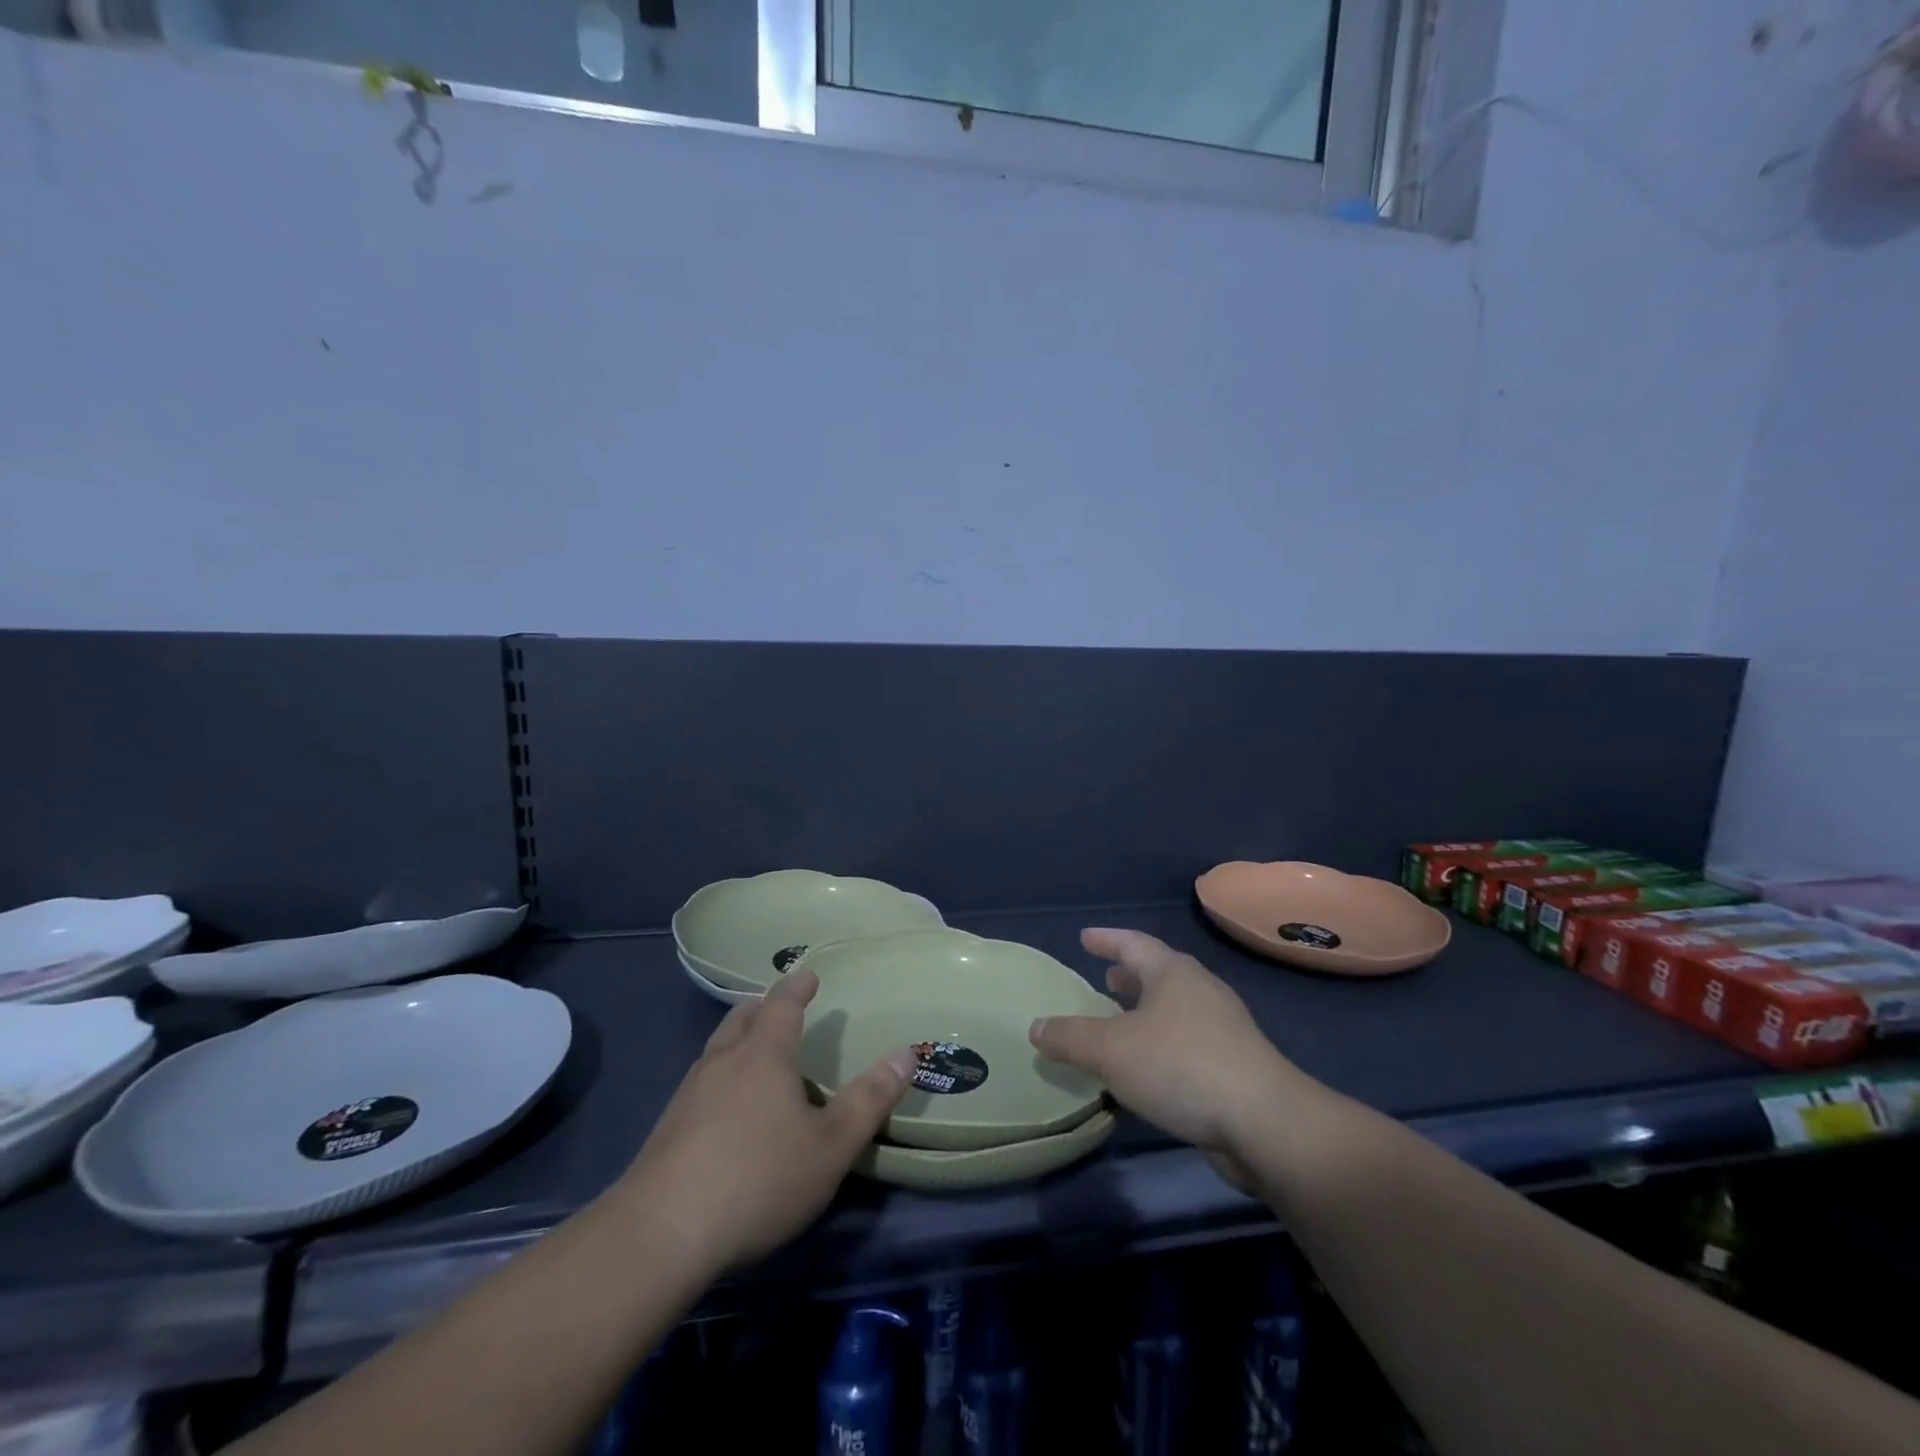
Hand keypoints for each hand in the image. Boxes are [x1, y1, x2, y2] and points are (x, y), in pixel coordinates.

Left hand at [618, 968, 913, 1272]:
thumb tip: (907, 1053)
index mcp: (763, 1055)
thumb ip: (870, 1099)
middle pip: (740, 1019)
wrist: (660, 1235)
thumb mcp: (830, 1145)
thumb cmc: (758, 1178)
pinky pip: (700, 1084)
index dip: (798, 986)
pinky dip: (720, 1078)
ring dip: (737, 1041)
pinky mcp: (666, 1131)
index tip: (809, 974)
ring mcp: (688, 1095)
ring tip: (753, 1053)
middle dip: (761, 1008)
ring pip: (716, 1050)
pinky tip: (724, 1109)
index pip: (782, 1004)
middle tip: (777, 1007)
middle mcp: (722, 1062)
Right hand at [1030, 928, 1301, 1184]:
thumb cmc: (1180, 1067)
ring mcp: (1223, 1027)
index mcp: (1173, 973)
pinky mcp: (1234, 1064)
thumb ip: (1070, 1037)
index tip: (1085, 938)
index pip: (1133, 943)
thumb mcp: (1111, 1050)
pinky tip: (1147, 1067)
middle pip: (1159, 973)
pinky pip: (1186, 1040)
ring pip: (1174, 1008)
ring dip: (1145, 1011)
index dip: (1106, 939)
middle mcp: (1200, 991)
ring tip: (1120, 1022)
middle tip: (1105, 979)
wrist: (1265, 1123)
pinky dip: (1160, 1042)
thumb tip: (1036, 1027)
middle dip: (1129, 976)